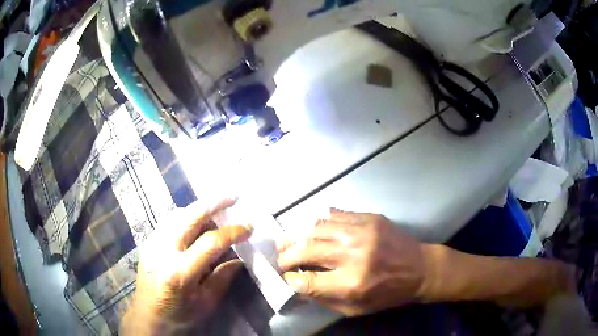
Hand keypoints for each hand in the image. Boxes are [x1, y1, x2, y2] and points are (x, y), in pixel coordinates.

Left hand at [121, 199, 251, 334]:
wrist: (148, 318)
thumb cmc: (179, 316)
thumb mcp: (206, 304)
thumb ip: (223, 278)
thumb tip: (239, 259)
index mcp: (180, 272)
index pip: (211, 242)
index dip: (233, 232)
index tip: (249, 228)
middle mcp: (163, 250)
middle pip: (190, 216)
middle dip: (214, 203)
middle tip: (233, 197)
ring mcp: (152, 243)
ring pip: (178, 214)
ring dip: (199, 209)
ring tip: (216, 212)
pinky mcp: (148, 242)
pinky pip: (169, 221)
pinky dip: (186, 217)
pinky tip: (195, 224)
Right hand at [277, 209, 425, 315]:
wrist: (420, 268)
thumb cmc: (389, 294)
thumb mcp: (356, 308)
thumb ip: (324, 298)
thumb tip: (298, 284)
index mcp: (352, 283)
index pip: (307, 280)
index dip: (292, 279)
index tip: (287, 278)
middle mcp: (354, 254)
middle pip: (306, 250)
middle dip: (286, 256)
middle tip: (281, 259)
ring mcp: (361, 231)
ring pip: (315, 227)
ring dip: (296, 236)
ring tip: (288, 242)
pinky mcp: (368, 217)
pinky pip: (333, 214)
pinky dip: (317, 223)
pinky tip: (311, 230)